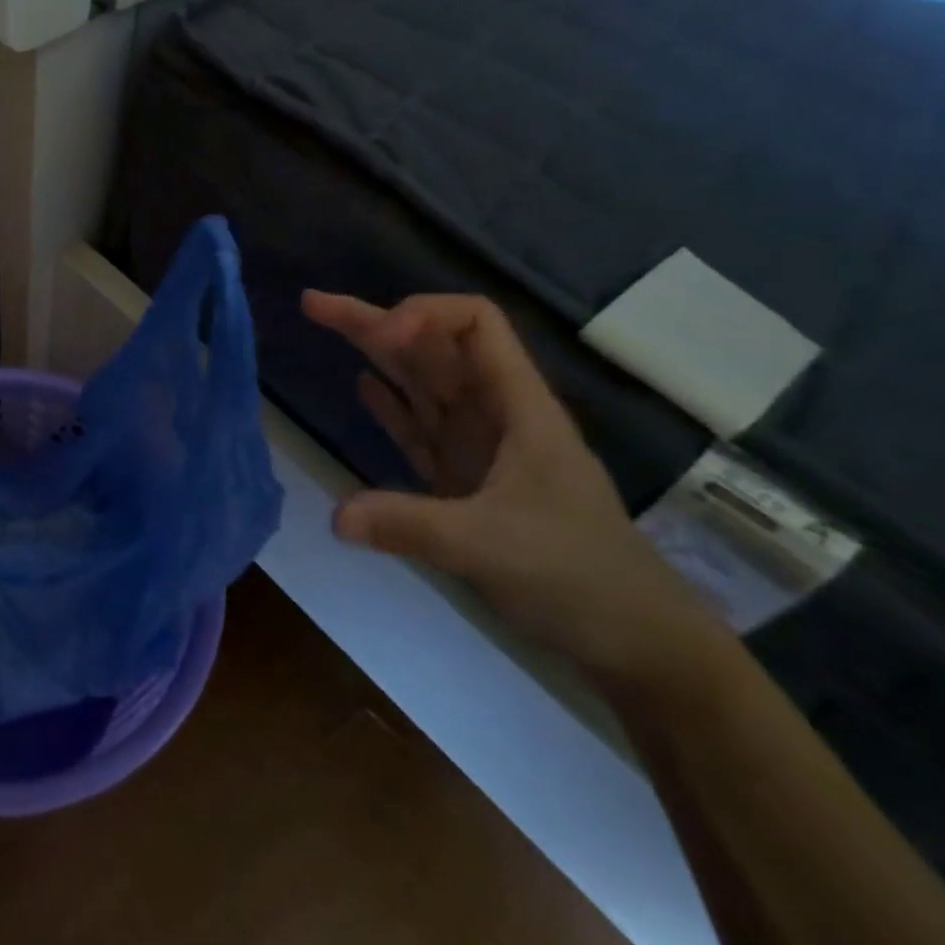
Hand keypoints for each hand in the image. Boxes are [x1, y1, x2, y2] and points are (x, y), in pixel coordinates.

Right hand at [302, 291, 724, 689]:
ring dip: (375, 355)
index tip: (381, 337)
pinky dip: (390, 405)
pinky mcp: (462, 480)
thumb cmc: (578, 575)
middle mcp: (494, 414)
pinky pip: (419, 427)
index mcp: (518, 406)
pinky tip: (362, 385)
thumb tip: (335, 516)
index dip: (423, 315)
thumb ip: (410, 525)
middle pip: (432, 347)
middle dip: (376, 322)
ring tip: (324, 328)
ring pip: (420, 383)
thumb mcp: (491, 546)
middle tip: (314, 305)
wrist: (630, 639)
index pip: (474, 324)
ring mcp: (477, 446)